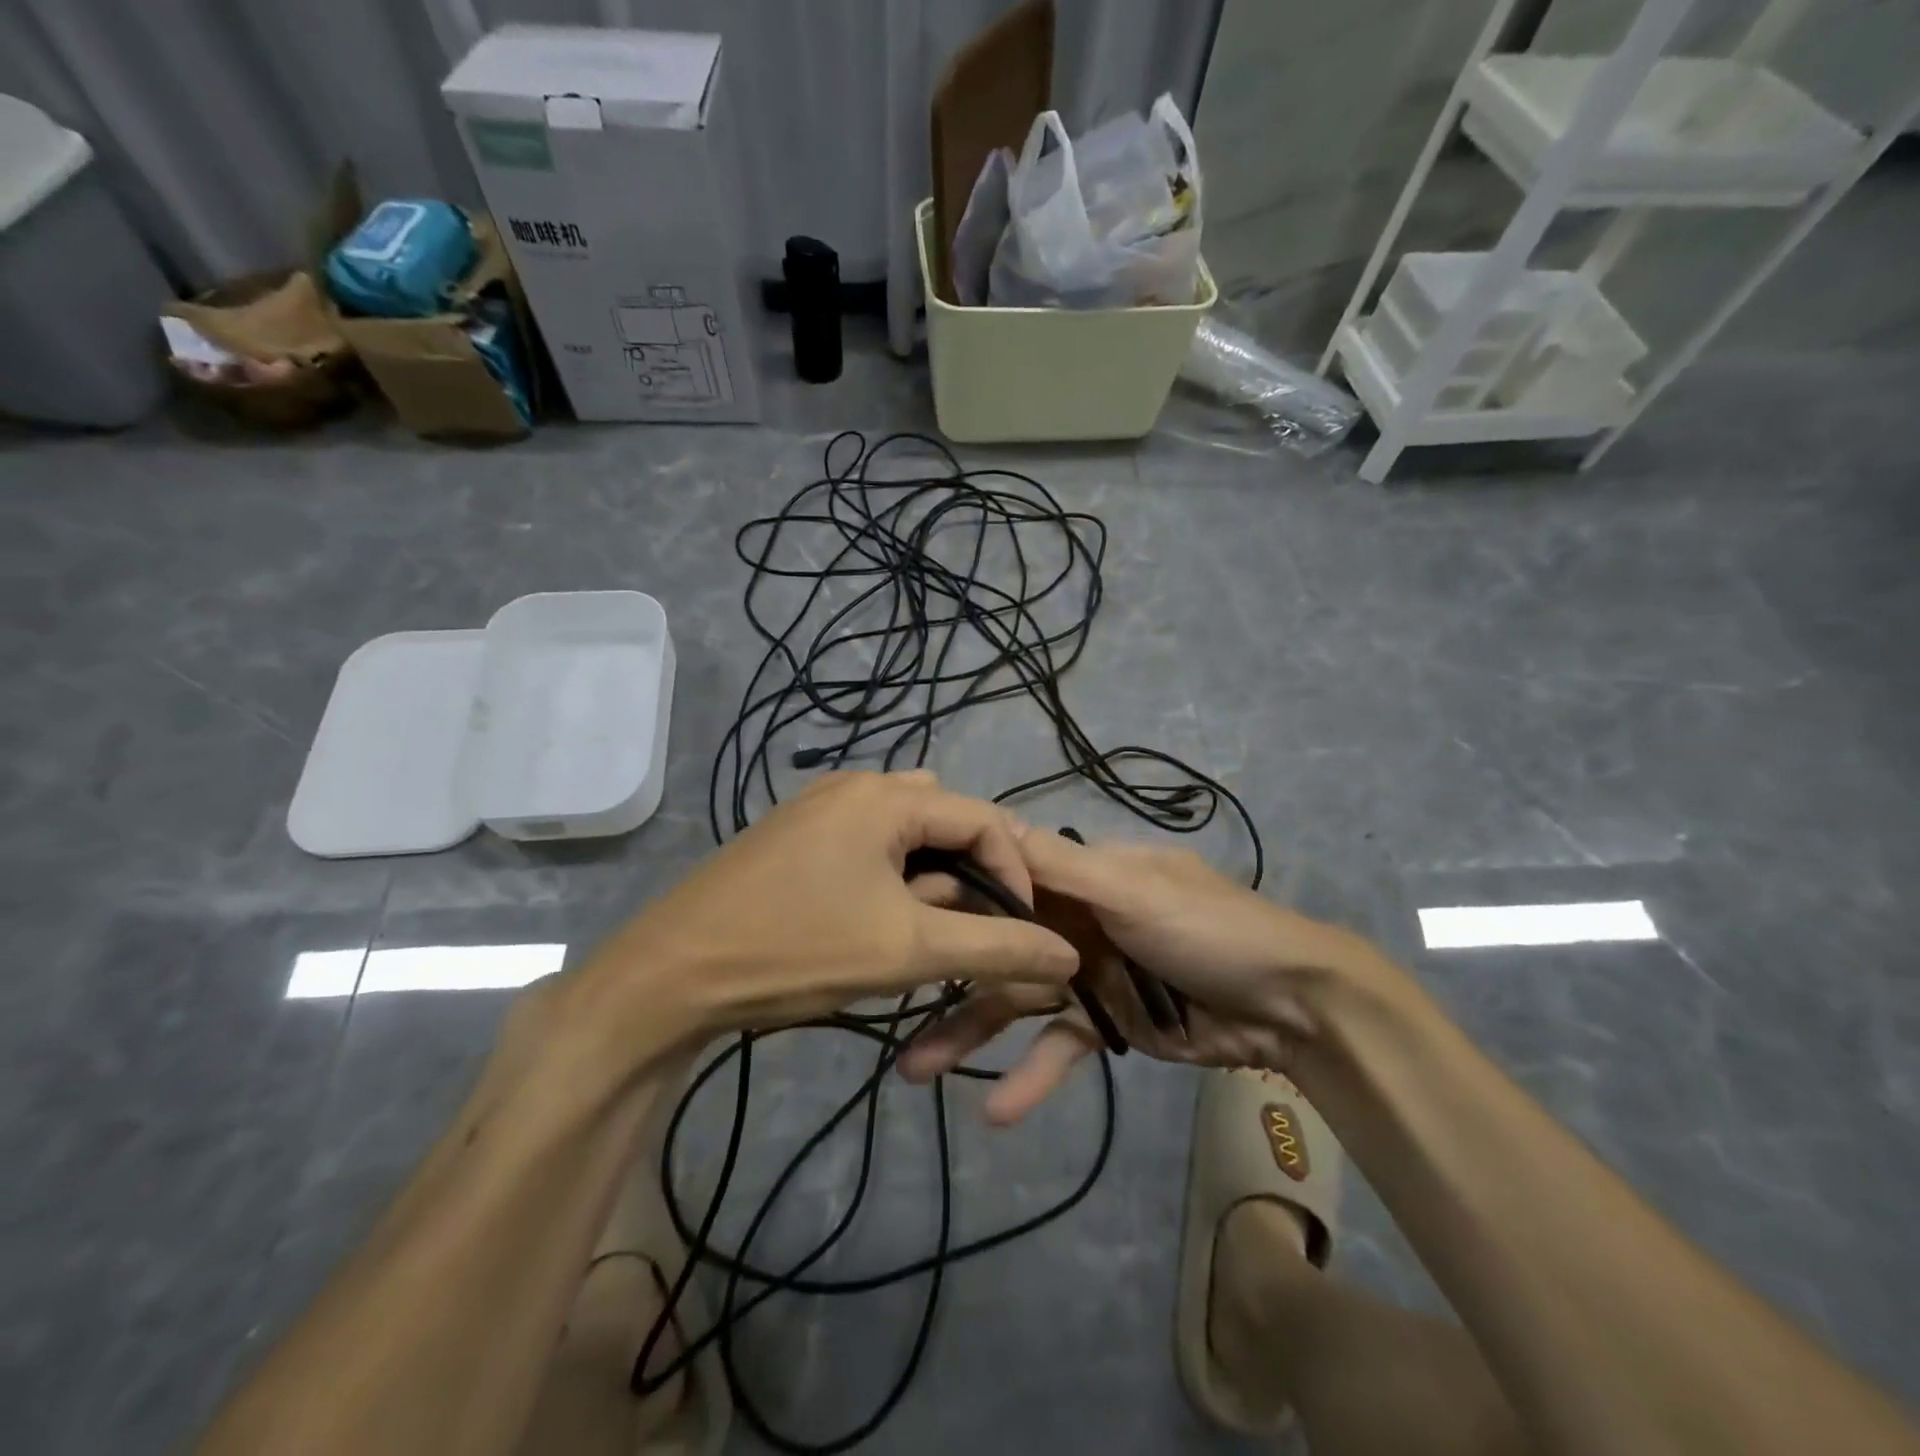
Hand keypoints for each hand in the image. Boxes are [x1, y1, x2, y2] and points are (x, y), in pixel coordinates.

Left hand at [572, 772, 1079, 1050]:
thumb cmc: (798, 949)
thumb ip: (997, 948)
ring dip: (931, 882)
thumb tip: (1066, 955)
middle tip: (971, 930)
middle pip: (945, 821)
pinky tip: (877, 925)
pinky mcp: (794, 837)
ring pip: (905, 838)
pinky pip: (867, 848)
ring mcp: (817, 809)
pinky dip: (892, 881)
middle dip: (970, 875)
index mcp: (885, 796)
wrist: (671, 975)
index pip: (984, 818)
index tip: (1024, 930)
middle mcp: (854, 786)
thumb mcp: (909, 950)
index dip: (1015, 873)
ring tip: (925, 934)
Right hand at [900, 829, 1399, 1121]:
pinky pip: (1058, 1047)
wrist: (1292, 1006)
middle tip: (886, 996)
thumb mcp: (1133, 889)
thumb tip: (991, 823)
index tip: (900, 912)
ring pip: (1016, 1000)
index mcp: (1082, 874)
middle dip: (948, 971)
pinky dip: (1033, 1077)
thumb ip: (1062, 867)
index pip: (1005, 875)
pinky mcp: (1105, 1023)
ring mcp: (1087, 972)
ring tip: (915, 1071)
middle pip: (999, 942)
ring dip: (971, 1034)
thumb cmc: (1210, 929)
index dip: (955, 891)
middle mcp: (1074, 917)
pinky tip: (997, 1112)